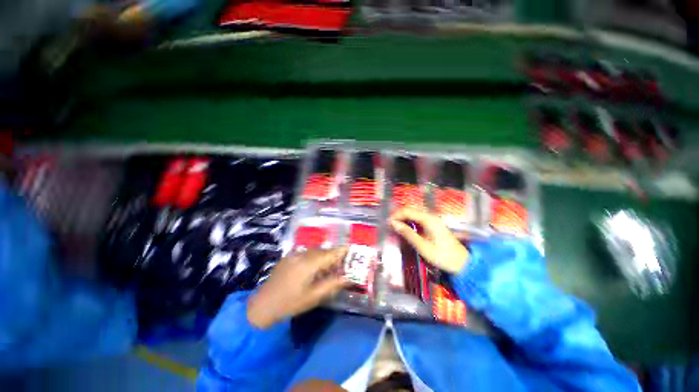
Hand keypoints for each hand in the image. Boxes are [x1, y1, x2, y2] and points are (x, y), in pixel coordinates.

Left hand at [247, 247, 348, 328]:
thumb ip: (333, 285)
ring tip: (329, 267)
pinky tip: (314, 268)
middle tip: (341, 263)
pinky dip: (314, 257)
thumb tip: (348, 277)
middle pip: (323, 250)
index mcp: (309, 263)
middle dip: (333, 255)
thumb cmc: (290, 303)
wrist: (262, 305)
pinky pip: (306, 253)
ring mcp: (294, 254)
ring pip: (315, 251)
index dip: (342, 250)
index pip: (330, 253)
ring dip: (323, 256)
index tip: (351, 249)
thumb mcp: (314, 297)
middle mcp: (302, 254)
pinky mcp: (288, 257)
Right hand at [389, 208, 468, 273]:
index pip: (407, 211)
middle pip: (410, 211)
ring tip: (395, 227)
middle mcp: (430, 216)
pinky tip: (405, 229)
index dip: (396, 215)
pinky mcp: (433, 225)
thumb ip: (407, 233)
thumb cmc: (442, 256)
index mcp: (428, 219)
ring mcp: (432, 220)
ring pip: (413, 215)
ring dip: (403, 219)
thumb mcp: (422, 246)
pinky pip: (418, 220)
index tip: (387, 223)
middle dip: (398, 216)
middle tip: (389, 226)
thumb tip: (393, 223)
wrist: (462, 263)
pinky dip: (409, 223)